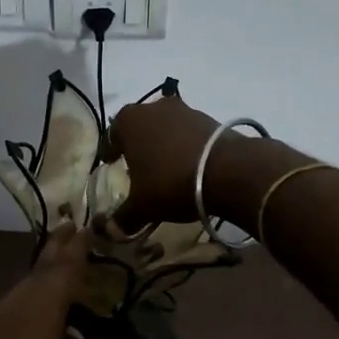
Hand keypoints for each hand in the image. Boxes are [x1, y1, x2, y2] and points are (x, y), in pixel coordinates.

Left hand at [0, 226, 100, 338]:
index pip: (60, 269)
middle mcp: (3, 311)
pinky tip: (39, 329)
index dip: (75, 248)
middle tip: (73, 234)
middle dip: (55, 256)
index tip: (84, 225)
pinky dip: (27, 314)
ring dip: (41, 288)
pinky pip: (6, 320)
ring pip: (18, 298)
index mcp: (33, 313)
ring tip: (63, 280)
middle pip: (35, 276)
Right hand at [110, 93, 224, 227]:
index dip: (111, 150)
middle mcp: (154, 107)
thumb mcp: (142, 206)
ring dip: (164, 144)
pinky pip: (189, 133)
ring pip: (166, 127)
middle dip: (139, 144)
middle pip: (140, 126)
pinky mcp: (210, 118)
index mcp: (129, 120)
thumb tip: (111, 231)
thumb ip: (123, 217)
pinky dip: (186, 146)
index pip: (112, 134)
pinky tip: (190, 167)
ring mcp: (184, 109)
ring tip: (167, 168)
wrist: (227, 171)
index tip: (113, 164)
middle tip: (139, 167)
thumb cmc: (170, 182)